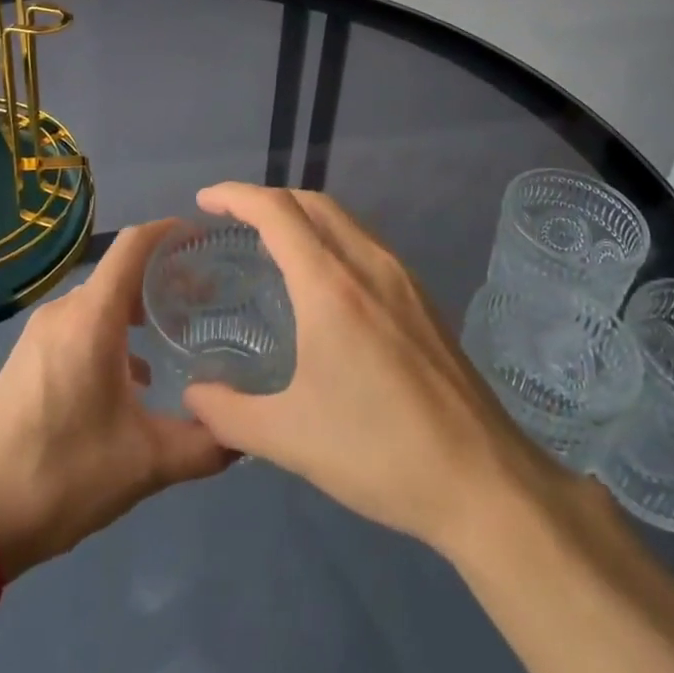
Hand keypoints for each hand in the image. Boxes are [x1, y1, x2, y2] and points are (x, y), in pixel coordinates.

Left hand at [0, 221, 232, 581]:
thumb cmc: (61, 476)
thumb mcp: (145, 464)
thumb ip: (204, 444)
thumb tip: (246, 433)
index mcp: (92, 317)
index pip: (135, 245)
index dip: (171, 231)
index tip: (206, 239)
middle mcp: (64, 312)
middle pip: (121, 272)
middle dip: (164, 278)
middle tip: (207, 298)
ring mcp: (40, 335)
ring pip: (100, 301)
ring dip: (138, 309)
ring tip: (176, 335)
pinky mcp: (27, 359)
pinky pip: (80, 325)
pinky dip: (112, 332)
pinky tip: (133, 377)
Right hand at [180, 184, 544, 556]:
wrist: (481, 478)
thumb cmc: (378, 452)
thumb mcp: (290, 438)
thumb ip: (229, 413)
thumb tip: (192, 396)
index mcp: (330, 285)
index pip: (277, 211)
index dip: (236, 195)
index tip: (205, 200)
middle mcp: (368, 263)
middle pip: (312, 203)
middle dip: (268, 199)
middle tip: (232, 220)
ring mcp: (402, 277)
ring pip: (344, 219)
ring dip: (303, 216)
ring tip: (272, 244)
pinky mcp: (421, 297)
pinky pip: (366, 243)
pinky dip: (332, 238)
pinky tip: (323, 281)